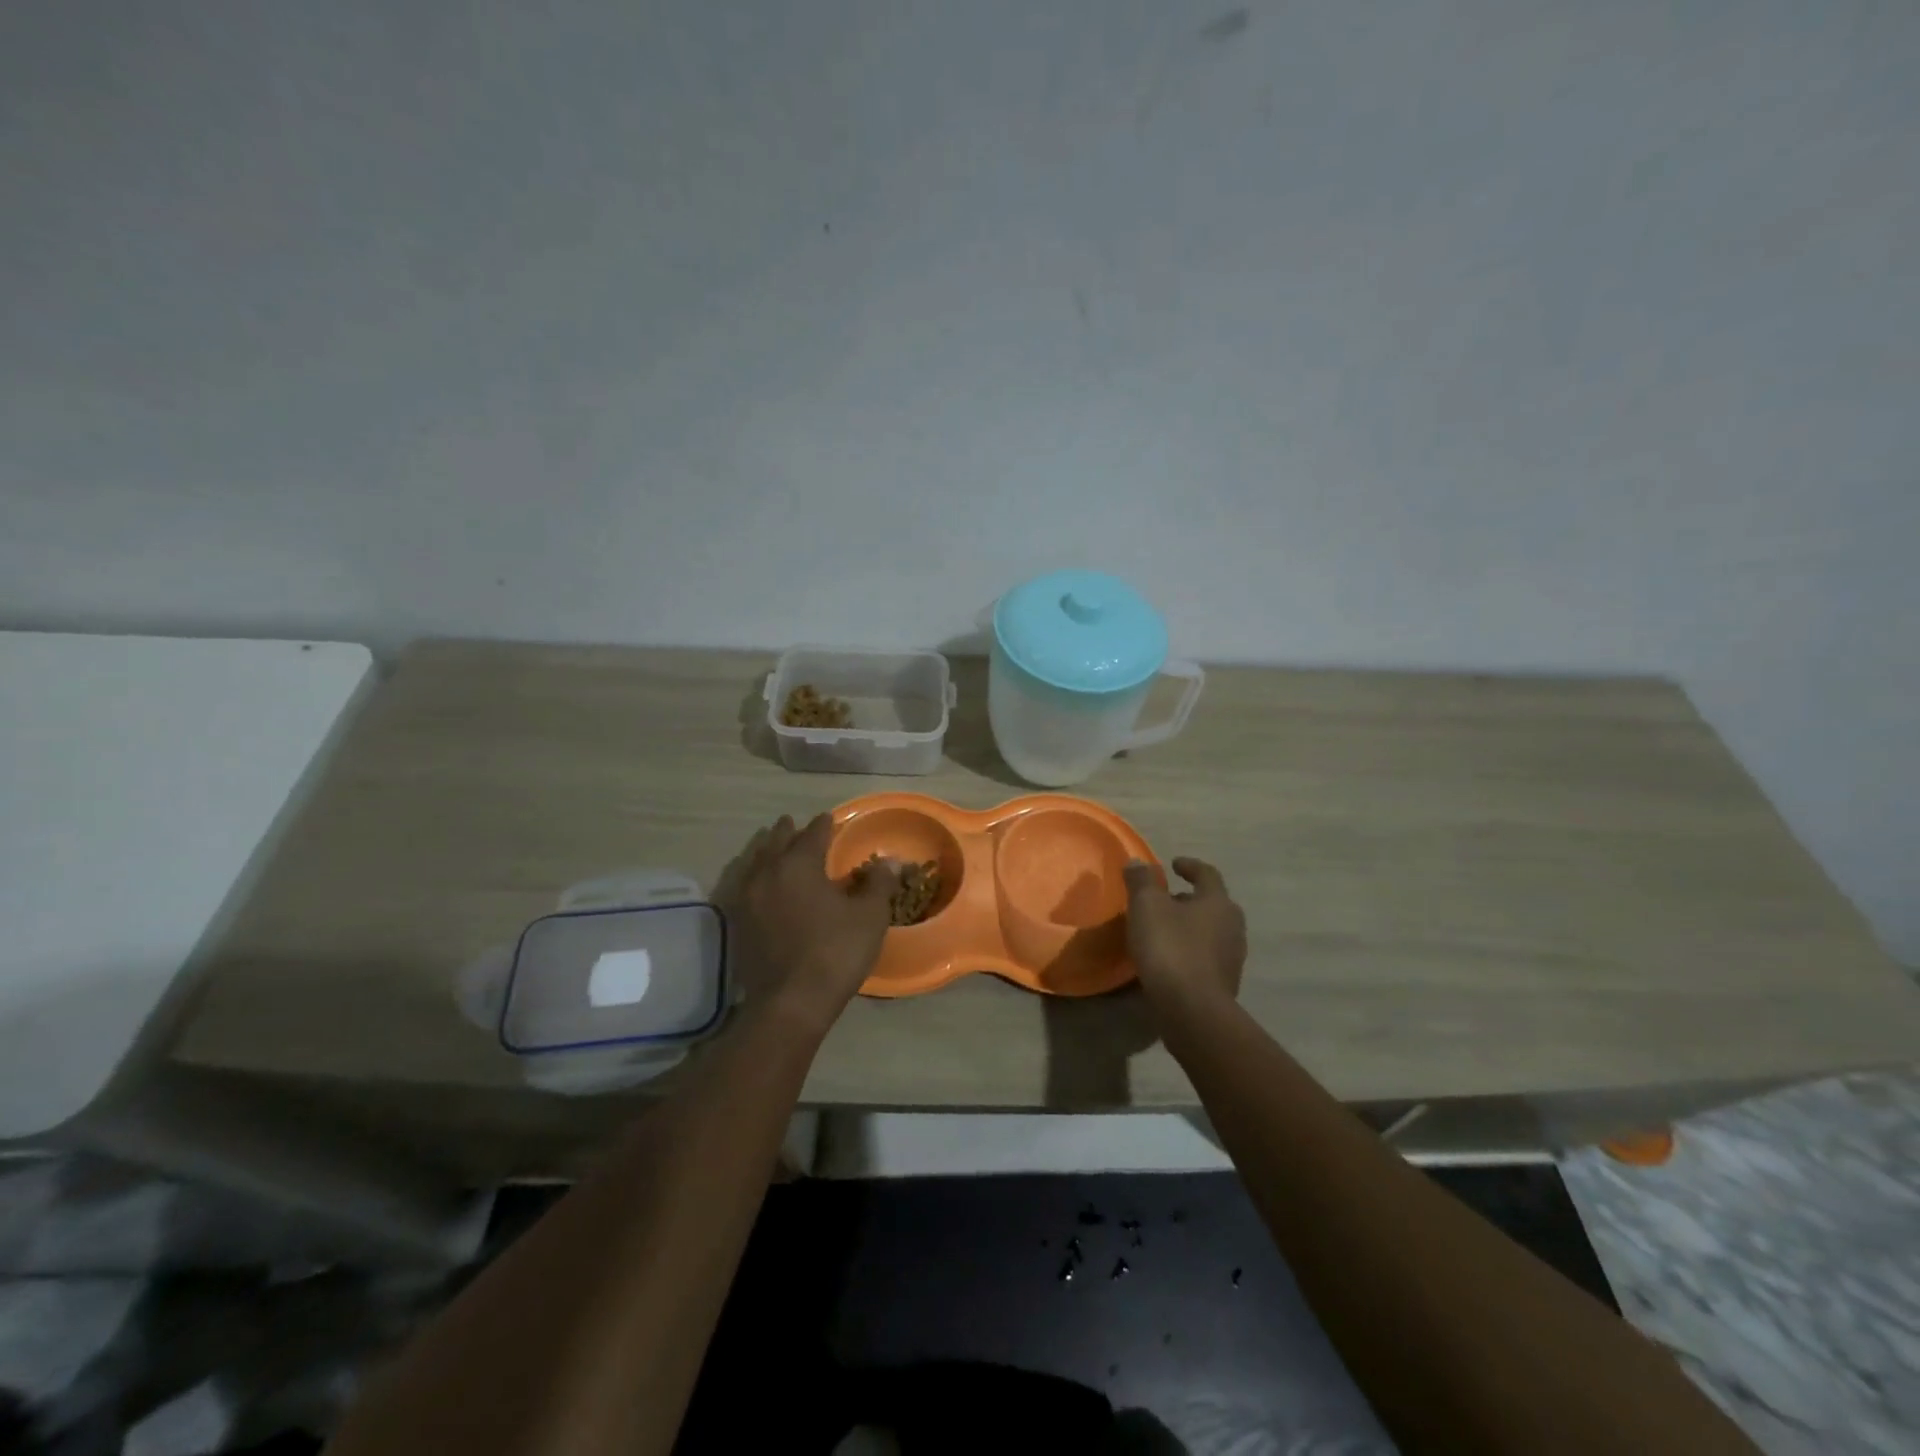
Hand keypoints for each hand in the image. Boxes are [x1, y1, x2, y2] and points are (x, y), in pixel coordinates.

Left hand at [713, 813, 898, 1036]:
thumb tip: (887, 861)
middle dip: (787, 831)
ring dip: (765, 850)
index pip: (813, 834)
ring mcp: (747, 898)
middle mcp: (768, 873)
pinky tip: (759, 883)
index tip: (829, 818)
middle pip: (776, 842)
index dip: (824, 825)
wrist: (790, 1002)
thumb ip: (878, 883)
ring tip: (772, 847)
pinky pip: (743, 885)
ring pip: (754, 861)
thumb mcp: (869, 916)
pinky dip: (753, 875)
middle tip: (793, 824)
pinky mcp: (737, 922)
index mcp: (800, 864)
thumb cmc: (835, 952)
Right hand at [1123, 857, 1246, 1012]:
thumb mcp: (1146, 906)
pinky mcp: (1224, 984)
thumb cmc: (1170, 948)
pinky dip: (1189, 950)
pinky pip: (1205, 957)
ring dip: (1189, 926)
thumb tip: (1137, 862)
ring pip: (1209, 932)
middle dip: (1188, 899)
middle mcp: (1233, 926)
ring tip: (1163, 930)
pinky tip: (1169, 959)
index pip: (1207, 874)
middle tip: (1165, 899)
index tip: (1173, 864)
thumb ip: (1141, 880)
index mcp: (1218, 902)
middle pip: (1211, 904)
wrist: (1192, 1011)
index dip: (1189, 866)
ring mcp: (1232, 958)